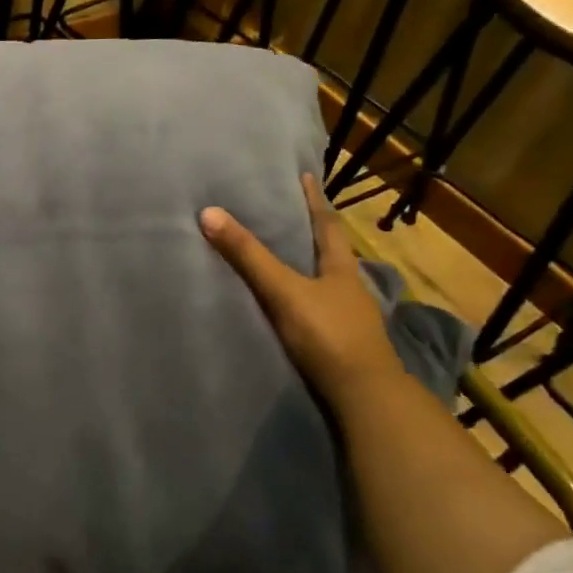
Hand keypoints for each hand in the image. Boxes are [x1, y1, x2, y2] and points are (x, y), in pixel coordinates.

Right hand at [200, 174, 401, 402]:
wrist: (363, 395)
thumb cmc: (327, 334)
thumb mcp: (283, 290)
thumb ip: (248, 256)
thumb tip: (209, 213)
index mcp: (341, 268)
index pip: (327, 225)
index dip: (314, 200)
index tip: (305, 177)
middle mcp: (349, 288)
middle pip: (331, 252)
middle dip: (313, 232)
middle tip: (289, 213)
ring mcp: (349, 318)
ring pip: (328, 282)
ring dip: (310, 268)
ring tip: (286, 257)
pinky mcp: (341, 343)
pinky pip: (320, 309)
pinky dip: (306, 299)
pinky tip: (293, 305)